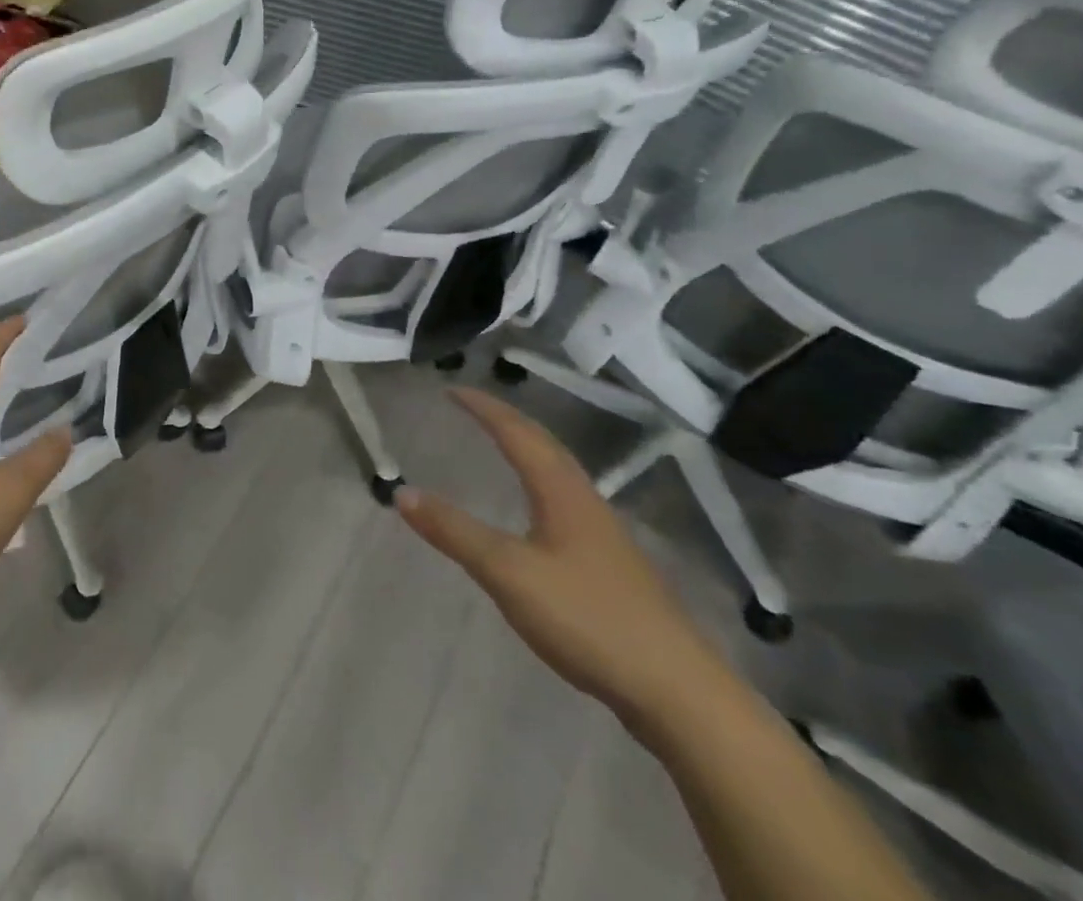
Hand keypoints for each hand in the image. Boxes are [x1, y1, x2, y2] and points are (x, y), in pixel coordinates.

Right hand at [397, 389, 727, 730]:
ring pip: (560, 473)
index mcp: (562, 492)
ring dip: (527, 449)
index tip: (452, 389)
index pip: (517, 433)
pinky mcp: (612, 568)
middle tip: (472, 407)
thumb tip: (402, 492)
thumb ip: (455, 532)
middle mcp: (586, 502)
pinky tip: (536, 512)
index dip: (484, 408)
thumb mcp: (508, 573)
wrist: (680, 694)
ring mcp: (605, 536)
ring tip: (501, 444)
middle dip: (506, 420)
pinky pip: (566, 501)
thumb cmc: (589, 619)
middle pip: (544, 445)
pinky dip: (539, 482)